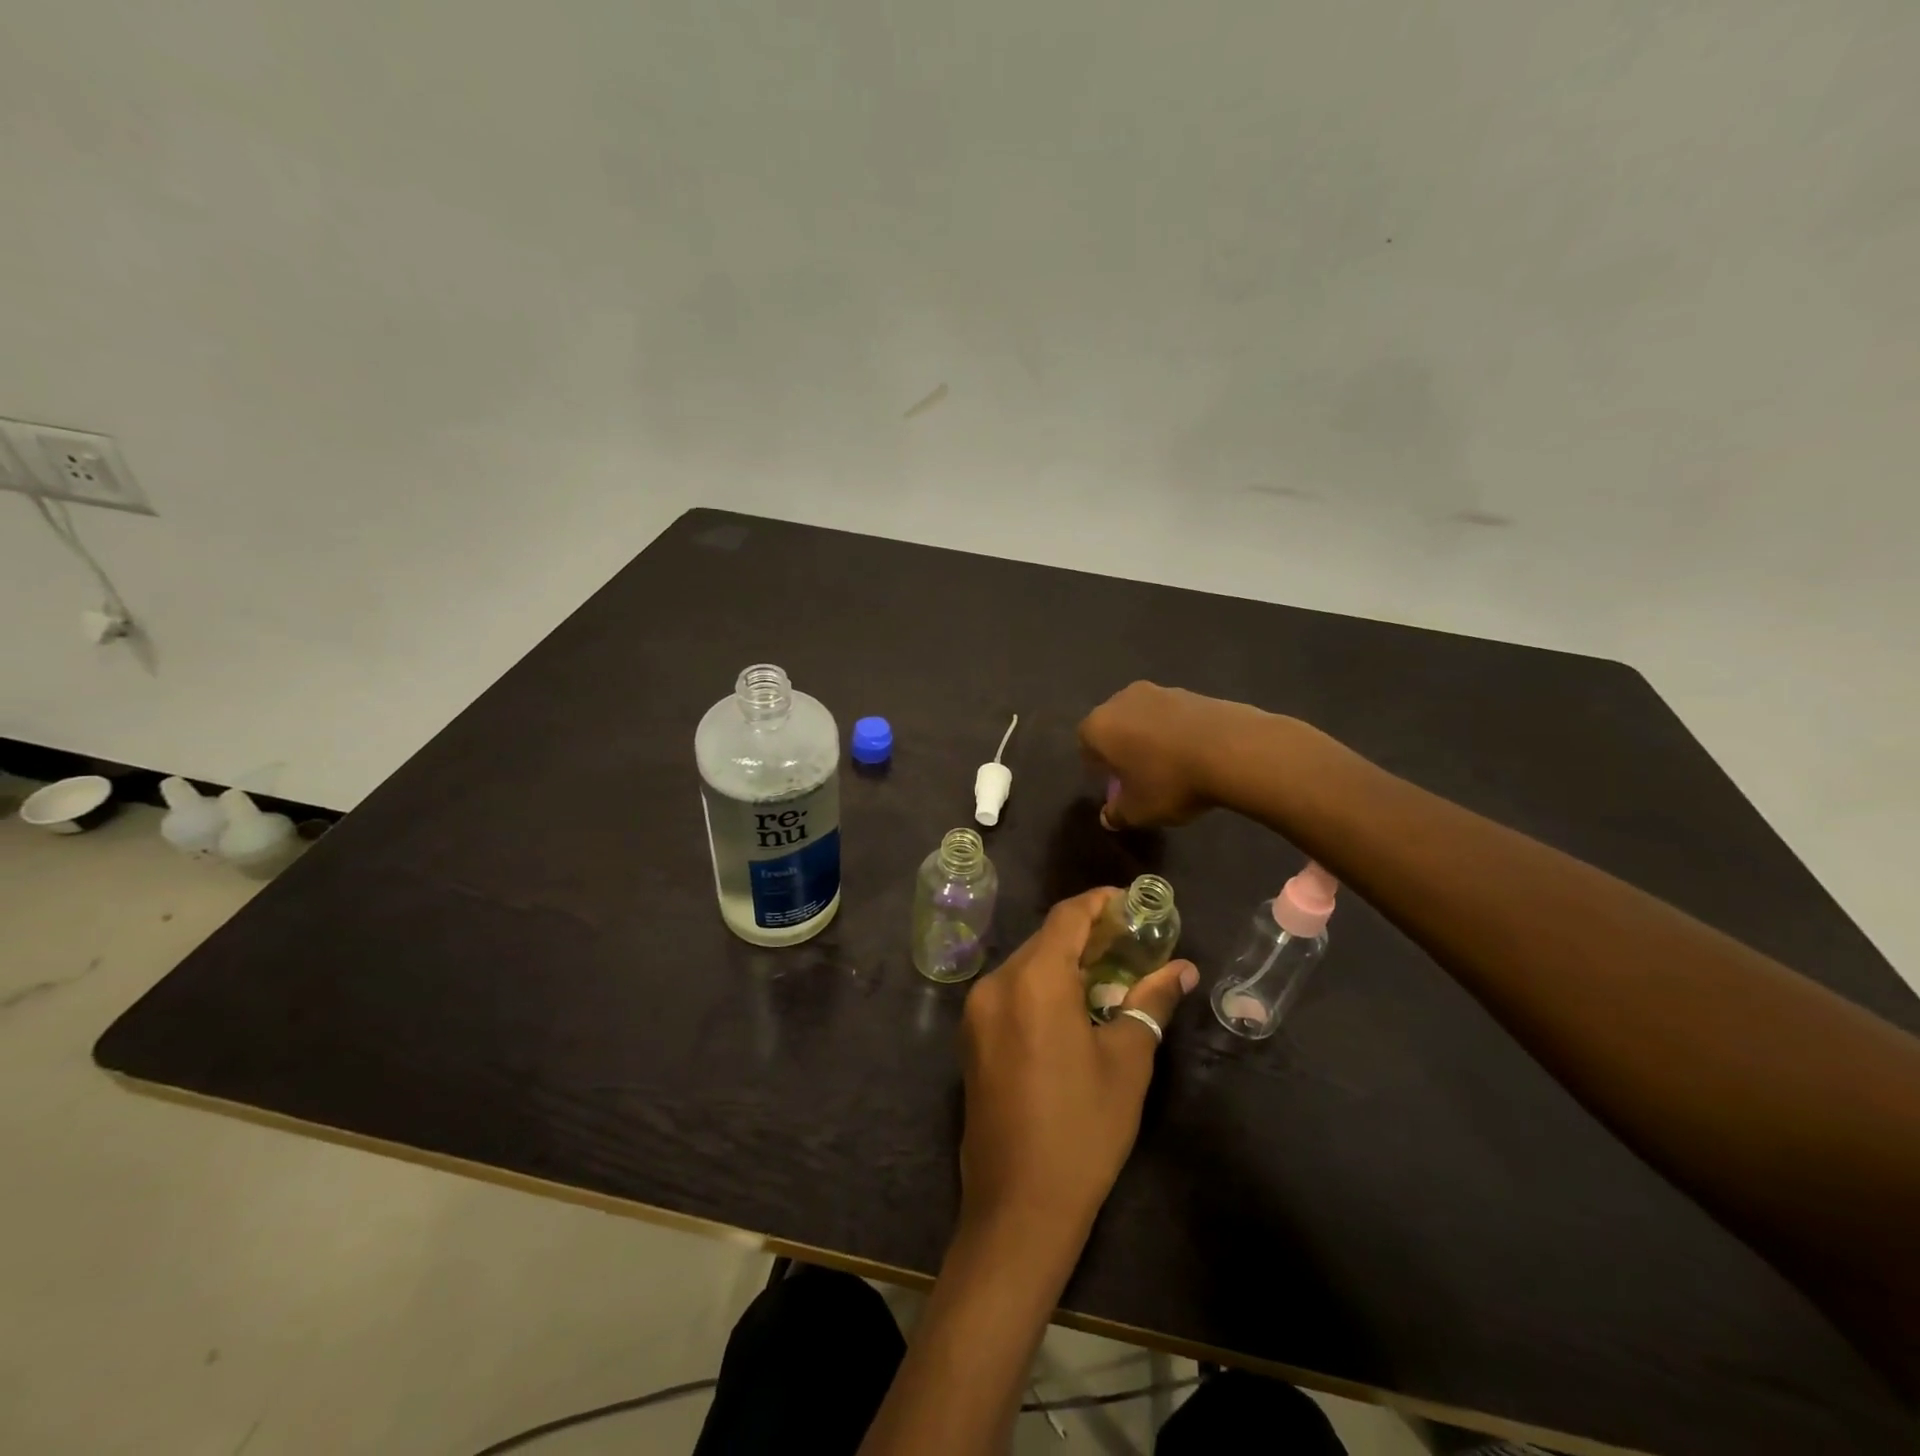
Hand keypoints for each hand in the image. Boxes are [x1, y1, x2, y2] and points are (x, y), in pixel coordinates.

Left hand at [957, 888, 1197, 1245]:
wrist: (1018, 1206)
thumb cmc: (1083, 1129)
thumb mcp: (1127, 1061)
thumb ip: (1151, 1002)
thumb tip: (1182, 969)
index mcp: (1034, 980)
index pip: (1067, 916)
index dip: (1101, 903)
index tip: (1133, 905)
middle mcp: (997, 983)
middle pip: (1045, 939)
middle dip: (1087, 934)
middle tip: (1131, 943)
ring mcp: (977, 1011)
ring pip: (1026, 964)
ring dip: (1065, 962)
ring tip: (1109, 975)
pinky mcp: (971, 1037)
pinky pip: (1011, 992)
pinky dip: (1041, 986)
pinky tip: (1072, 1007)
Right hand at [1078, 681, 1270, 828]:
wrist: (1233, 750)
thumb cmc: (1170, 782)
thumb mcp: (1138, 811)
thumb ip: (1116, 814)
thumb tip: (1108, 816)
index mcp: (1100, 725)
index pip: (1085, 742)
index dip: (1096, 765)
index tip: (1112, 783)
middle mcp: (1123, 700)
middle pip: (1114, 724)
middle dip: (1122, 747)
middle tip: (1138, 774)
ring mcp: (1161, 691)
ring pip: (1144, 717)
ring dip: (1150, 737)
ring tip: (1170, 766)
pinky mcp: (1193, 692)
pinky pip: (1174, 716)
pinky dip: (1177, 732)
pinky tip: (1194, 755)